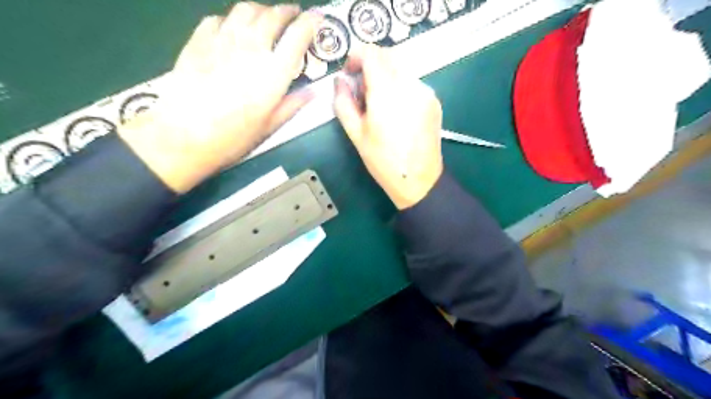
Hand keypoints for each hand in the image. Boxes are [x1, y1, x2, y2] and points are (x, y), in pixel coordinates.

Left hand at [120, 4, 322, 192]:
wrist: (184, 134)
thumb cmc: (233, 136)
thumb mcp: (270, 126)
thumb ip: (293, 105)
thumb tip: (312, 93)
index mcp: (274, 71)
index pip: (298, 35)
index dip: (311, 22)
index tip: (318, 17)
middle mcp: (251, 47)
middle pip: (273, 15)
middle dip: (287, 11)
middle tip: (293, 15)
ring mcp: (223, 39)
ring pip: (246, 9)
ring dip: (261, 10)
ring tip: (265, 18)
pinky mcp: (199, 40)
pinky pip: (219, 18)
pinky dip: (231, 20)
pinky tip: (232, 30)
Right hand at [336, 45, 442, 210]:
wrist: (419, 180)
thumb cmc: (383, 162)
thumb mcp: (356, 135)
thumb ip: (343, 103)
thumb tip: (340, 82)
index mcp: (387, 94)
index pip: (372, 54)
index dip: (356, 56)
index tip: (349, 71)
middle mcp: (410, 86)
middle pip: (388, 56)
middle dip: (370, 65)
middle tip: (361, 89)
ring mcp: (425, 92)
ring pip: (401, 68)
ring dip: (385, 75)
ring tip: (378, 103)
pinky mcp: (434, 100)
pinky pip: (413, 82)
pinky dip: (400, 86)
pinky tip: (396, 110)